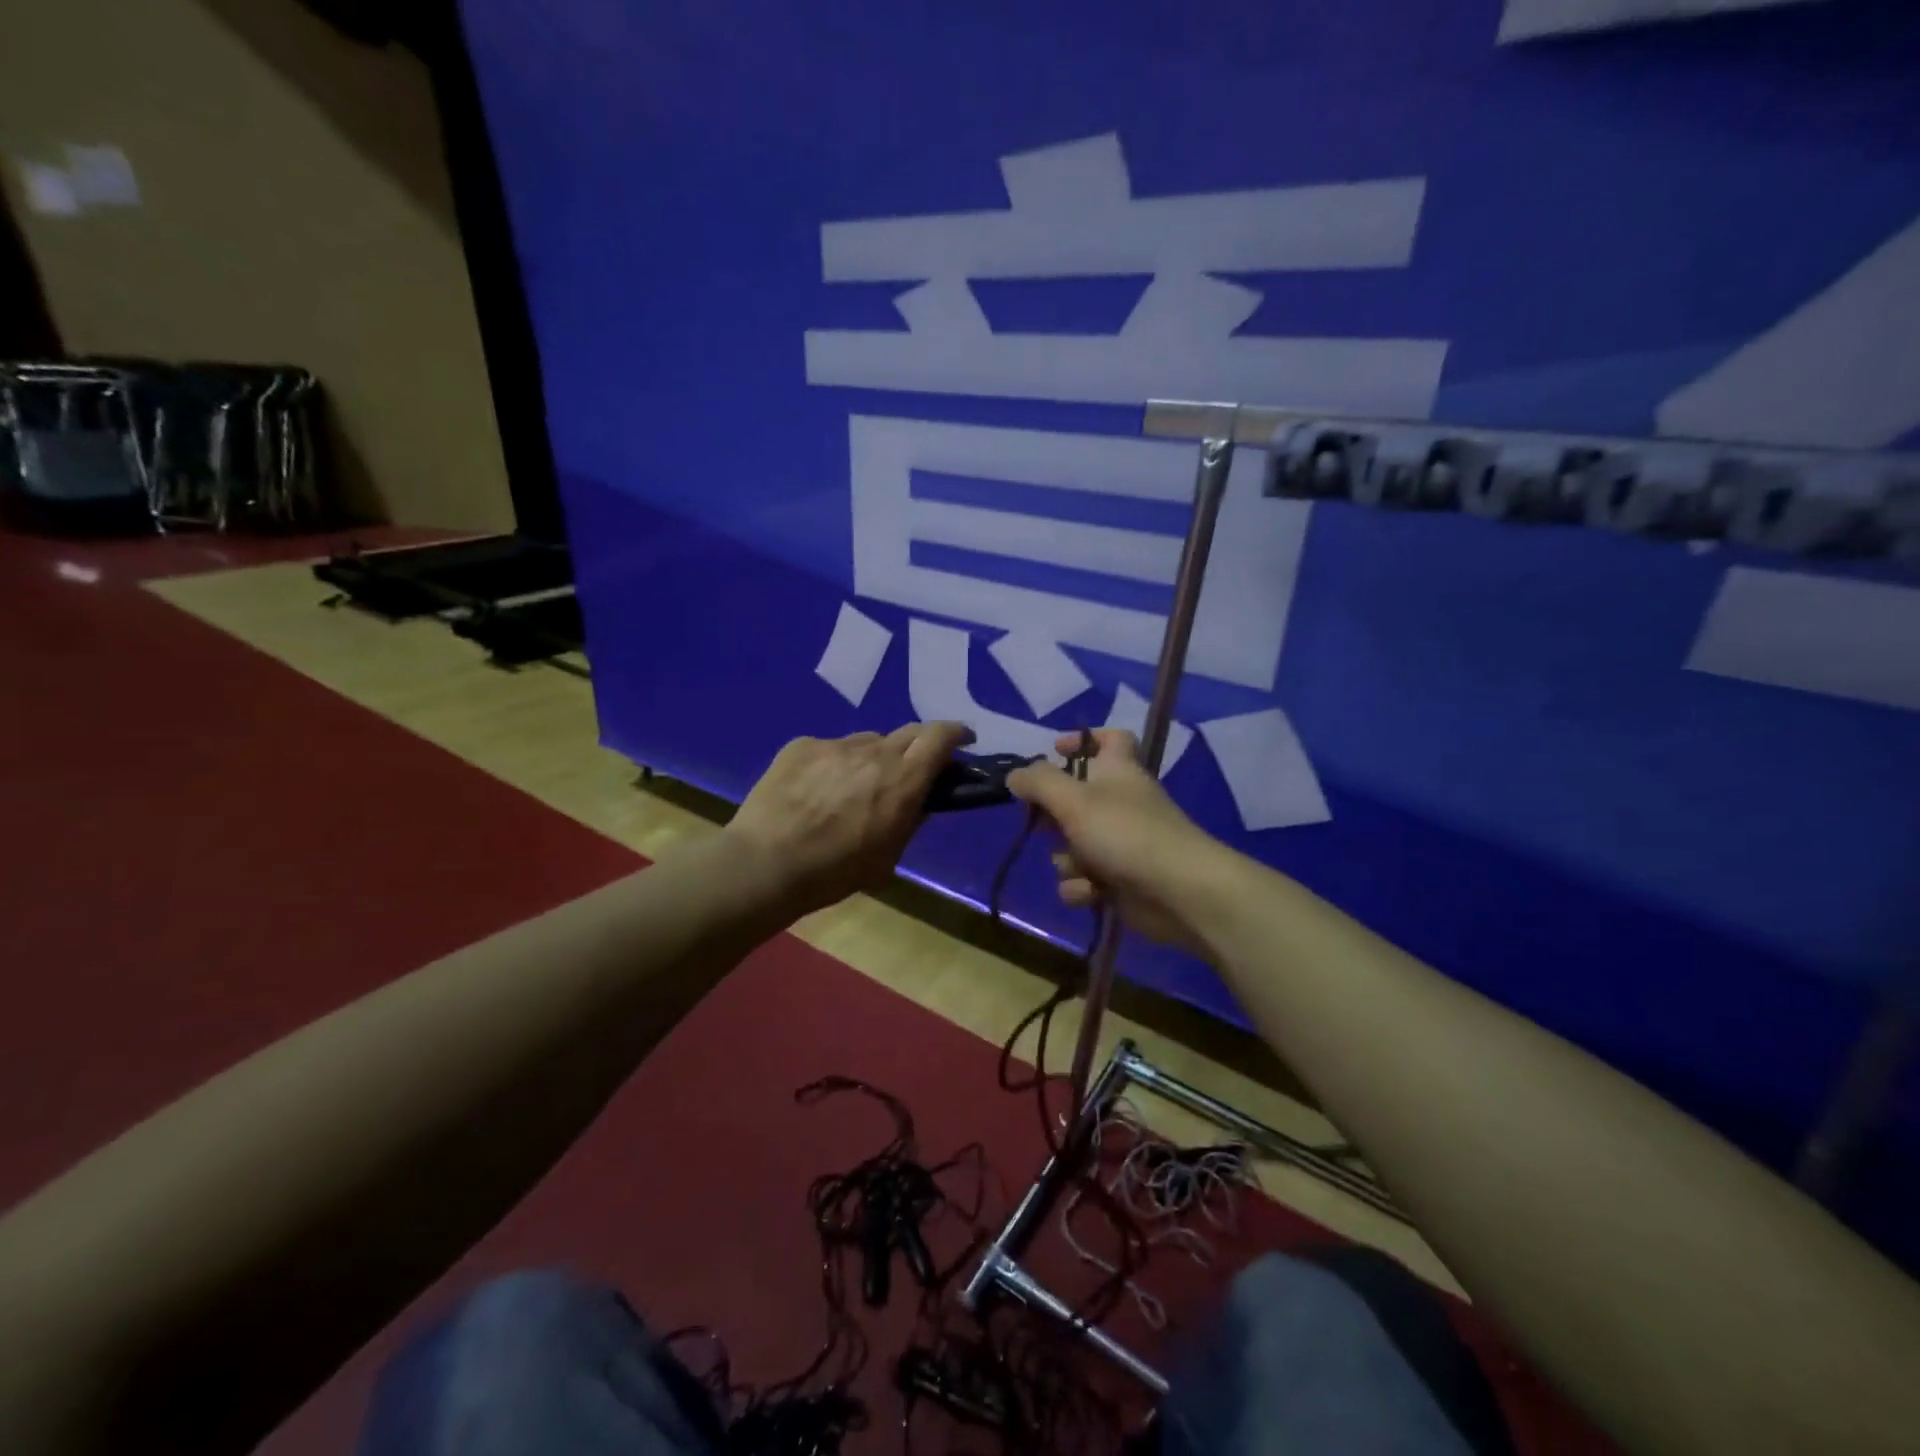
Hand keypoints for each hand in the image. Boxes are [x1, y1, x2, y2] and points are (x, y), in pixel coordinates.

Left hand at [725, 722, 974, 914]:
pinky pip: (830, 748)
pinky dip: (835, 764)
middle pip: (908, 732)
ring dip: (874, 757)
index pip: (940, 737)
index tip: (963, 740)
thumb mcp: (887, 858)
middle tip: (913, 767)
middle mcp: (874, 752)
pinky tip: (817, 790)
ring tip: (856, 785)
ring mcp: (835, 744)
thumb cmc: (834, 872)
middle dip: (919, 745)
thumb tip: (921, 803)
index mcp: (903, 780)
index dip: (956, 734)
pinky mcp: (802, 745)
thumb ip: (910, 823)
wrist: (765, 864)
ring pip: (867, 741)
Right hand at [1006, 729, 1224, 955]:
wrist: (1177, 892)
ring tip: (1078, 866)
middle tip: (1044, 822)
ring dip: (1067, 859)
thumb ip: (1038, 782)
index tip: (1054, 751)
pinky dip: (1082, 887)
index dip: (1083, 739)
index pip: (1109, 738)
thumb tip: (1015, 775)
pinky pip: (1085, 878)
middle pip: (1076, 798)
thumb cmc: (1124, 833)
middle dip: (1054, 815)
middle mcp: (1120, 802)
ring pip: (1074, 844)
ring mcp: (1121, 842)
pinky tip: (1090, 893)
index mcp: (1117, 770)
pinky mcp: (1120, 879)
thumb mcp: (1073, 800)